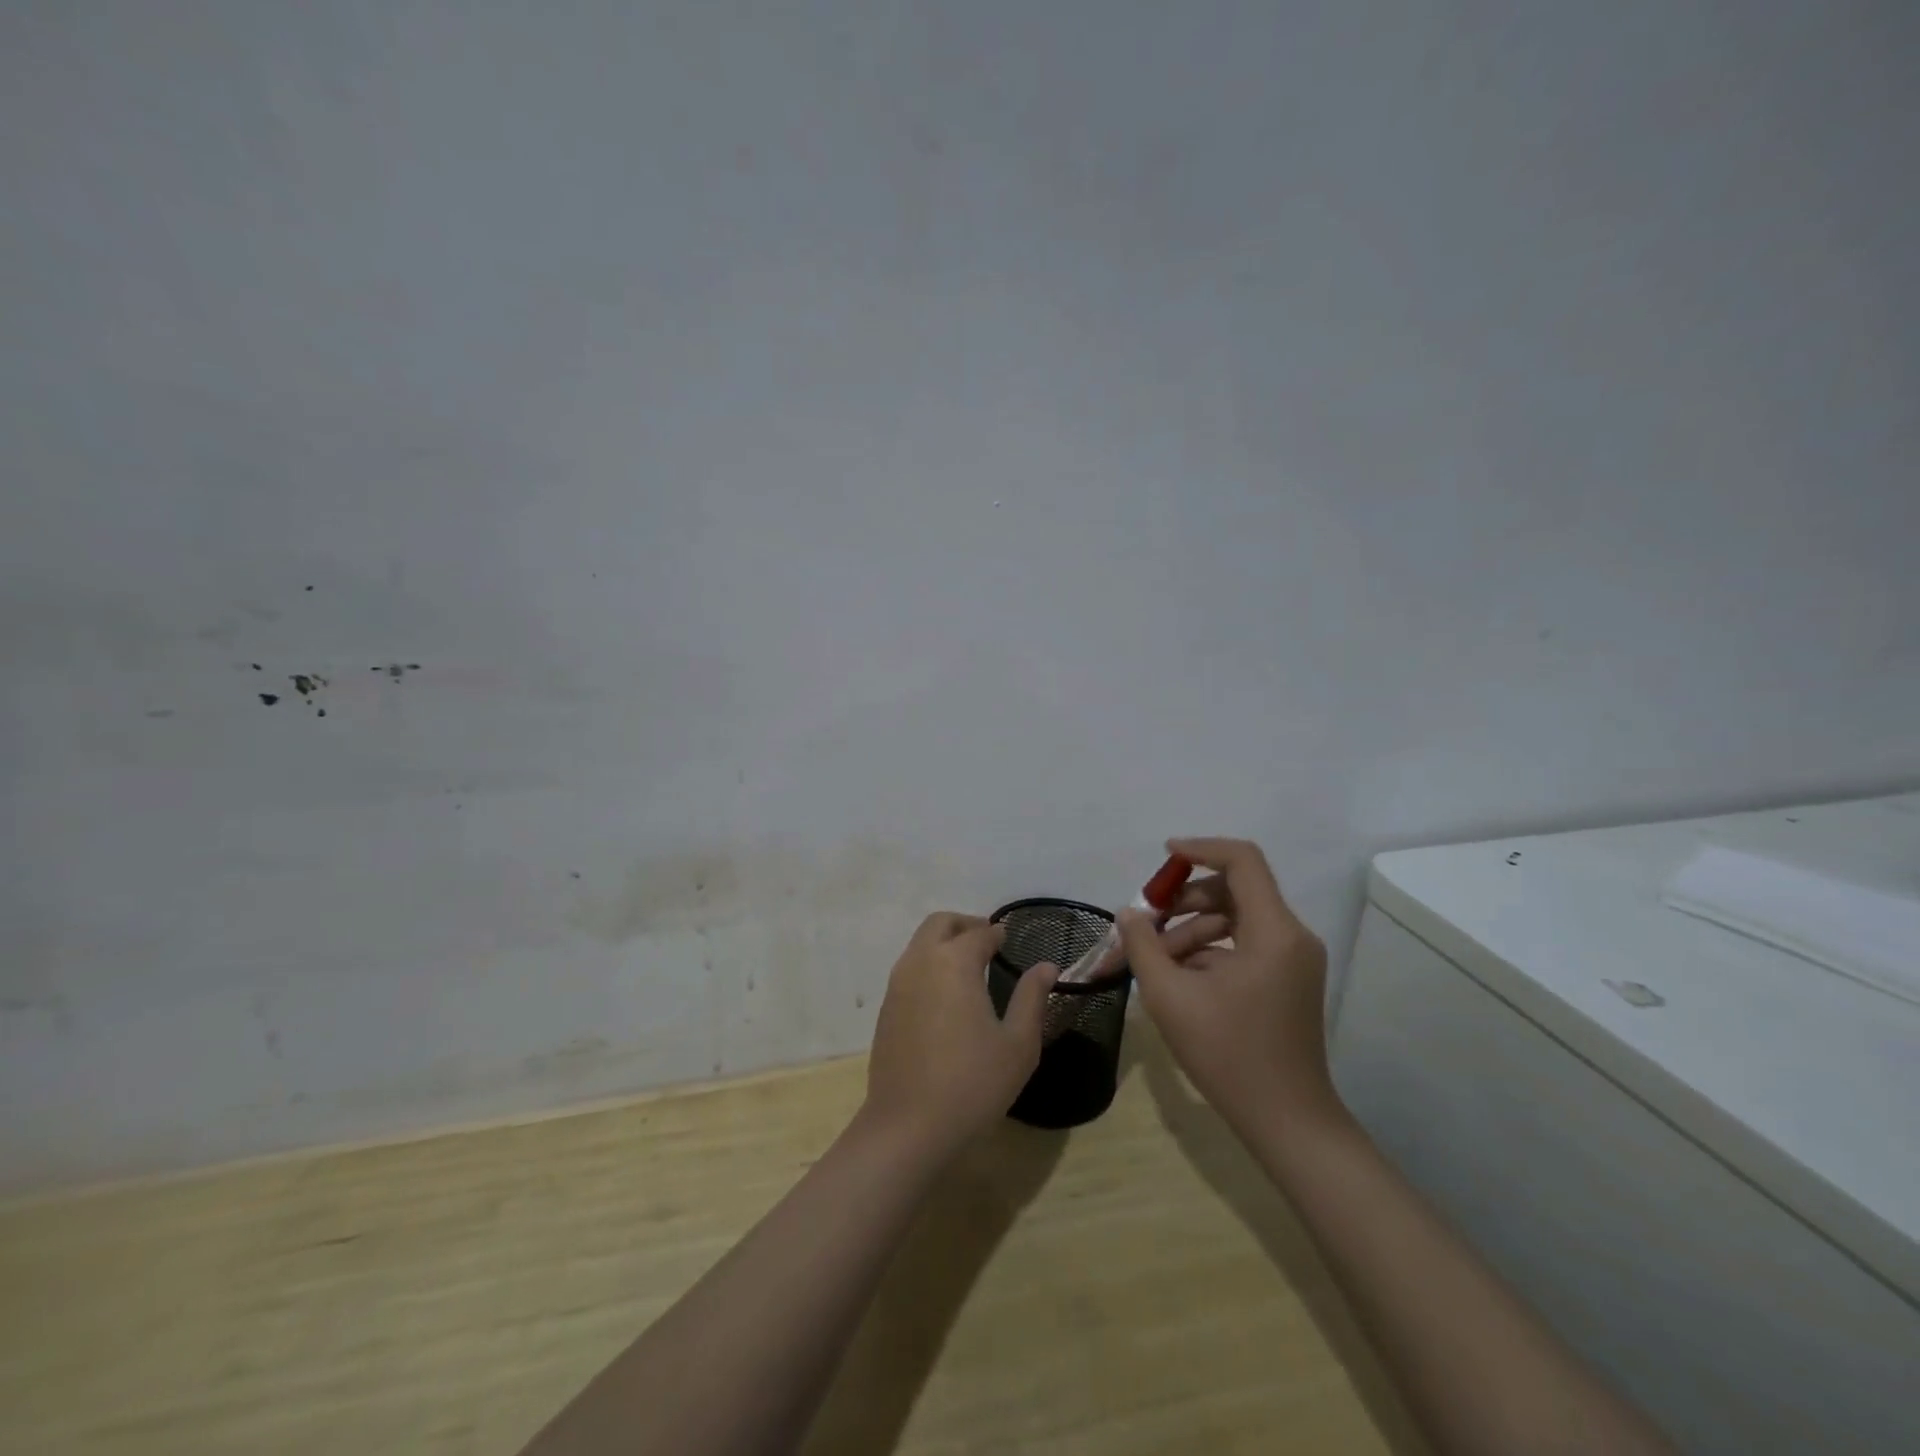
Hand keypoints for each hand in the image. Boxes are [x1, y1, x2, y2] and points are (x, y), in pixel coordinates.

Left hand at [862, 912, 1056, 1157]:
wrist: (908, 1126)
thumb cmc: (973, 1083)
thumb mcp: (1018, 1044)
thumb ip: (1032, 998)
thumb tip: (1047, 966)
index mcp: (955, 962)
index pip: (979, 933)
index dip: (997, 933)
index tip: (1009, 939)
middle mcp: (921, 962)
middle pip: (940, 923)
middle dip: (965, 925)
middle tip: (987, 941)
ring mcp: (897, 984)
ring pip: (919, 943)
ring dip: (943, 942)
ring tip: (969, 966)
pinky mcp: (886, 1008)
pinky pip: (909, 968)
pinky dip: (928, 964)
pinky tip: (946, 994)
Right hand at [1119, 838, 1336, 1131]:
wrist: (1286, 1121)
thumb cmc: (1228, 1054)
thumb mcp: (1170, 996)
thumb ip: (1143, 945)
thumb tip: (1130, 914)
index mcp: (1273, 931)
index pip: (1242, 861)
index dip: (1200, 849)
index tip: (1164, 857)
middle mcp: (1291, 936)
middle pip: (1234, 890)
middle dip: (1184, 899)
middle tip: (1145, 921)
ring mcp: (1292, 960)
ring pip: (1235, 920)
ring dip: (1191, 928)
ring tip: (1154, 959)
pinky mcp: (1286, 980)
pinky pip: (1243, 946)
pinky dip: (1208, 951)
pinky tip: (1176, 977)